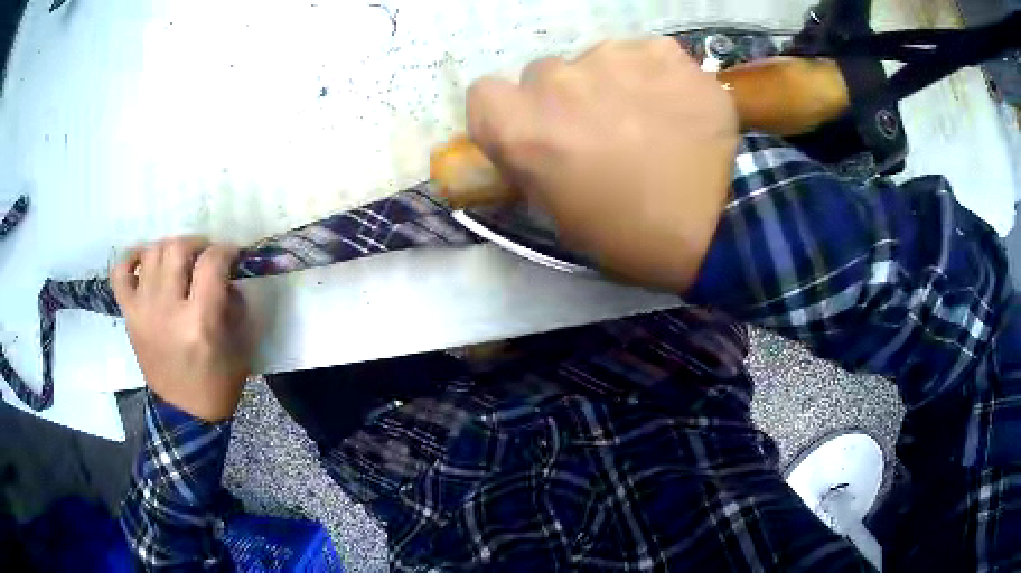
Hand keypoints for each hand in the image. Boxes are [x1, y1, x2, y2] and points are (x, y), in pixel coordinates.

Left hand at [111, 237, 254, 421]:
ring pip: (152, 253)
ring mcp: (143, 311)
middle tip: (205, 257)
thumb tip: (227, 276)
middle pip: (177, 248)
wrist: (185, 414)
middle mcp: (167, 310)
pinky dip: (132, 259)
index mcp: (199, 322)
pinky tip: (145, 262)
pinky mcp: (129, 317)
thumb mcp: (239, 346)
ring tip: (179, 262)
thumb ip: (235, 305)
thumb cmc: (217, 384)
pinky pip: (121, 273)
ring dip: (169, 249)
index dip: (225, 251)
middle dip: (197, 244)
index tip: (232, 255)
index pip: (211, 263)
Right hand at [467, 38, 738, 291]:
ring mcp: (613, 57)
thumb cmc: (633, 235)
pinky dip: (652, 75)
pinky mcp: (662, 51)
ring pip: (594, 59)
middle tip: (599, 131)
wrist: (722, 225)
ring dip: (609, 84)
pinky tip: (675, 105)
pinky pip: (642, 55)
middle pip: (542, 74)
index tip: (532, 130)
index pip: (483, 94)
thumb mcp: (561, 216)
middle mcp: (558, 81)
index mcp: (524, 128)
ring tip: (646, 119)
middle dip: (563, 100)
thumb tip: (529, 139)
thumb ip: (531, 165)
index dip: (506, 113)